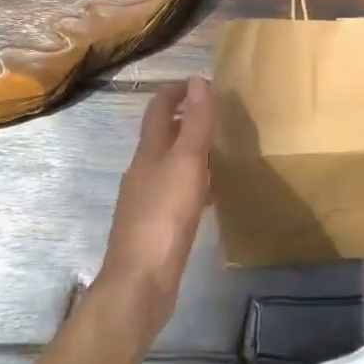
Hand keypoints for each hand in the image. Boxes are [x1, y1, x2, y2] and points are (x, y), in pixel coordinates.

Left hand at [97, 77, 214, 335]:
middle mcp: (144, 170)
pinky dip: (196, 184)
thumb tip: (197, 80)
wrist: (140, 283)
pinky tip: (213, 196)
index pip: (159, 109)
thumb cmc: (164, 216)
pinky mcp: (156, 226)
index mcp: (149, 151)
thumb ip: (195, 123)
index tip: (205, 84)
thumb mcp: (186, 163)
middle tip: (222, 117)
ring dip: (193, 153)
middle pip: (165, 135)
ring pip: (172, 164)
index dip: (178, 92)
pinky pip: (178, 193)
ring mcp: (147, 200)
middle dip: (189, 120)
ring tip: (224, 152)